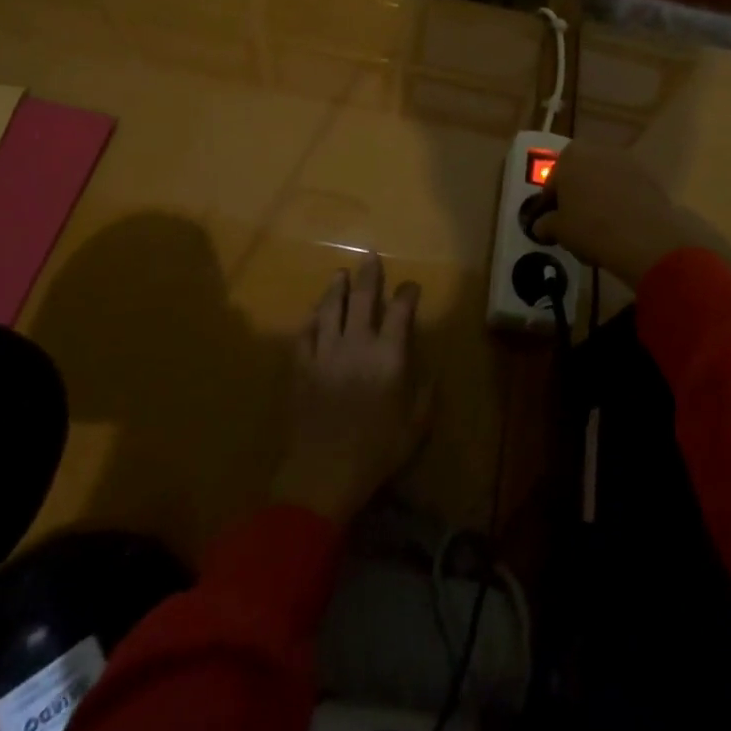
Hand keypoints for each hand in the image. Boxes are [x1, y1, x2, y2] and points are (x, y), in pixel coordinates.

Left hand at [270, 253, 432, 525]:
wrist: (323, 472)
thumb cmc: (376, 452)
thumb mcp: (415, 428)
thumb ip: (425, 396)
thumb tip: (430, 374)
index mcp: (388, 356)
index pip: (400, 311)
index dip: (407, 293)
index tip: (410, 286)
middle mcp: (357, 344)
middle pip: (362, 299)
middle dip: (369, 275)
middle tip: (370, 257)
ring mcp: (325, 353)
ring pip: (329, 309)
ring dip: (335, 289)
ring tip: (339, 275)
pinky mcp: (301, 367)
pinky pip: (304, 334)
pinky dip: (310, 320)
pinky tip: (313, 314)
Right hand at [532, 141, 728, 286]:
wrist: (644, 237)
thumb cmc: (590, 227)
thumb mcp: (558, 230)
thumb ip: (546, 224)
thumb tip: (542, 226)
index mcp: (570, 155)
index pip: (553, 181)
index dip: (551, 204)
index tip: (552, 222)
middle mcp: (598, 149)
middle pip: (580, 174)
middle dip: (577, 195)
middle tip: (575, 223)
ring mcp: (627, 161)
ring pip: (605, 180)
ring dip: (600, 197)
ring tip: (600, 227)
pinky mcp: (649, 176)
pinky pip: (627, 189)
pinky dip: (621, 202)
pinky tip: (621, 226)